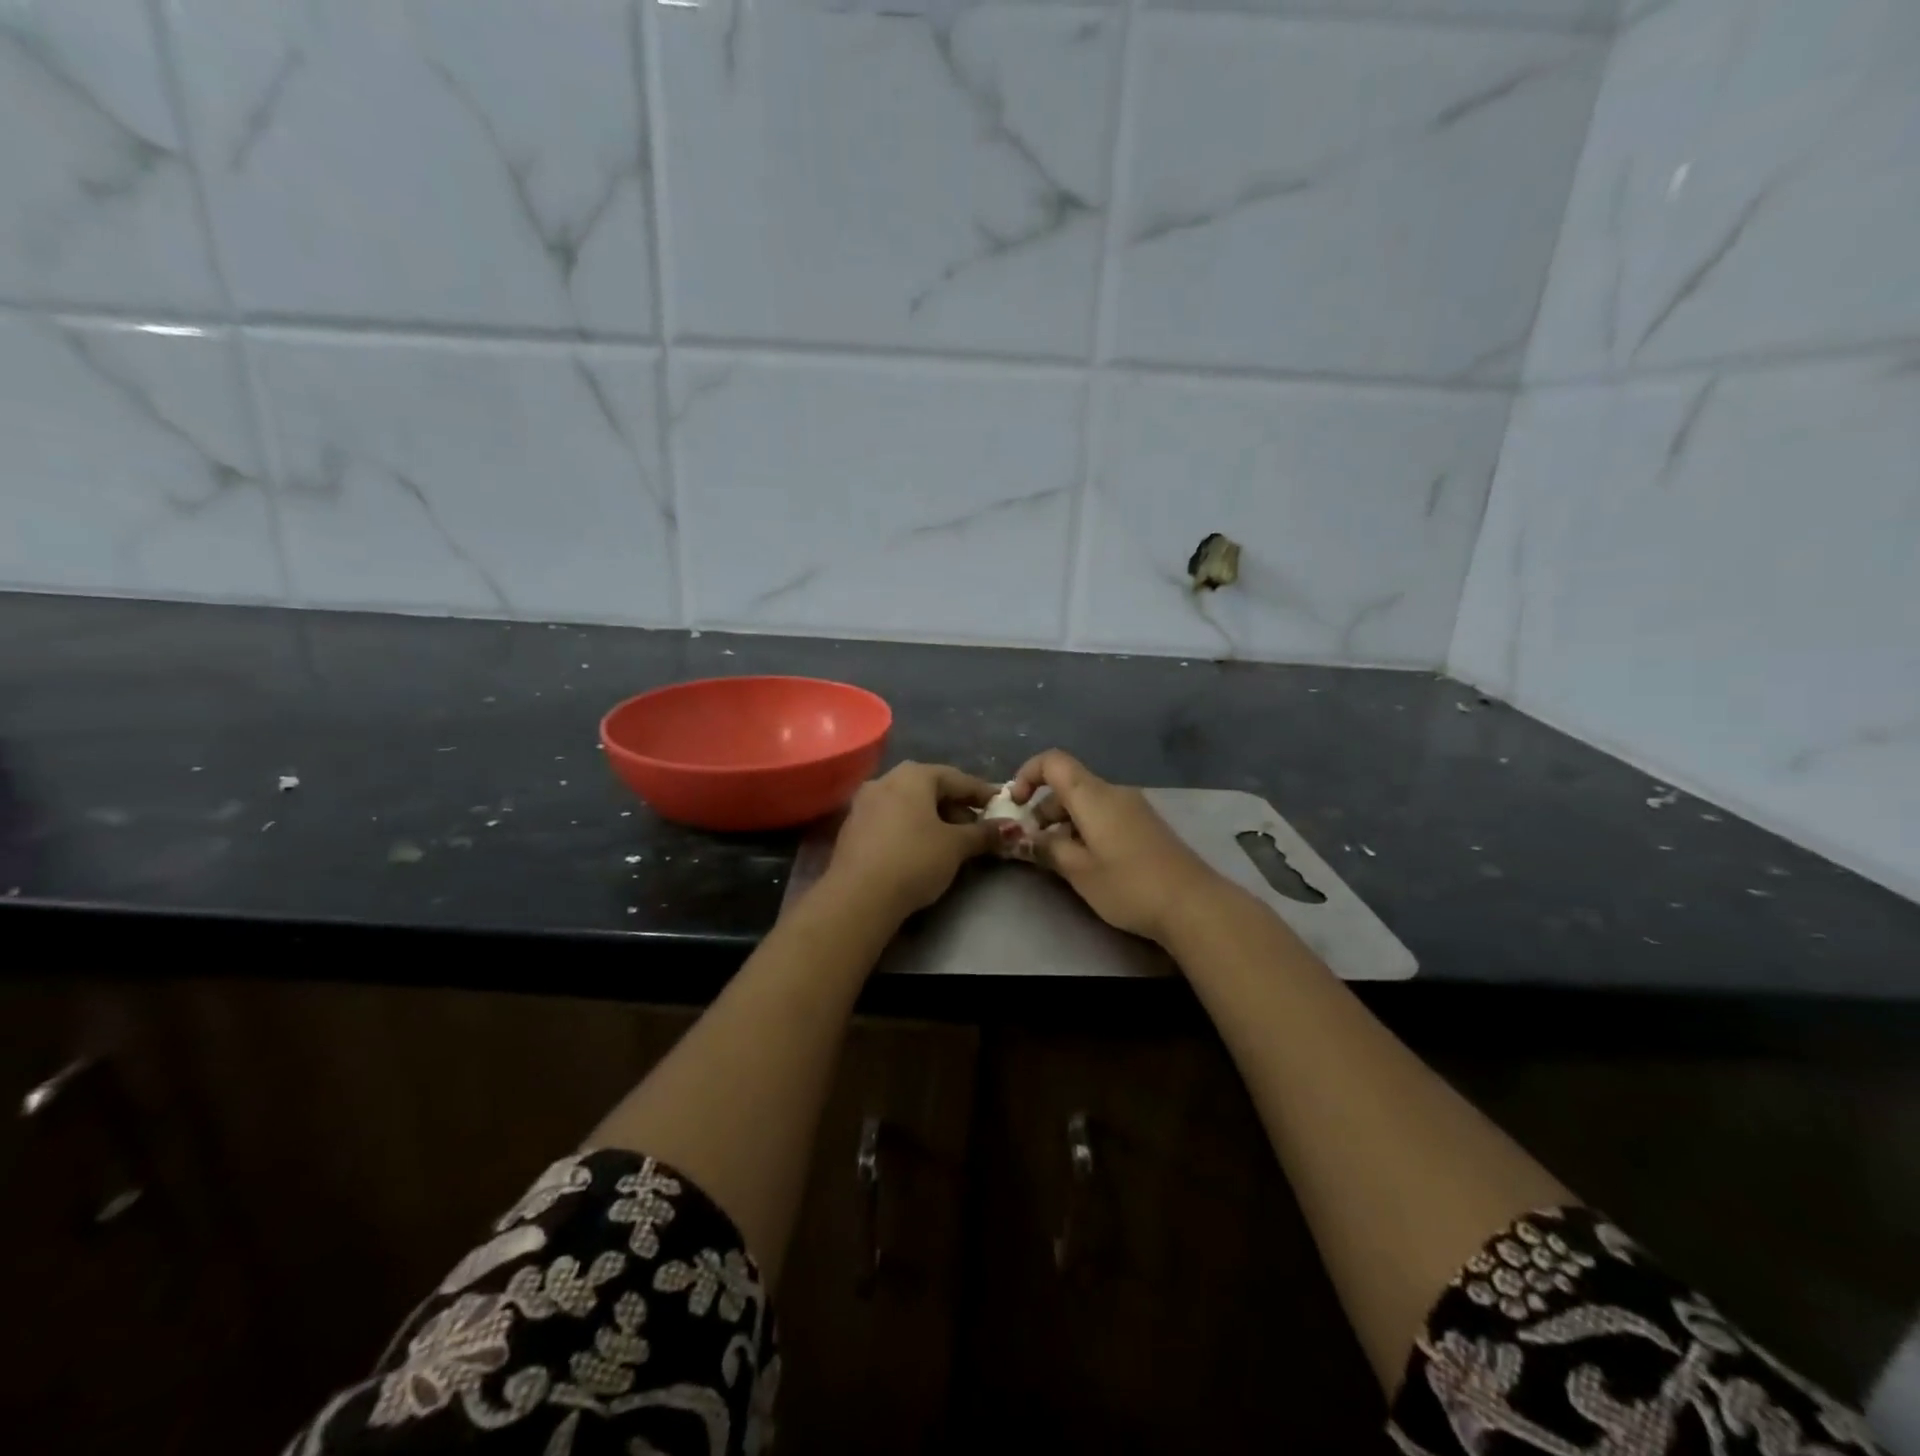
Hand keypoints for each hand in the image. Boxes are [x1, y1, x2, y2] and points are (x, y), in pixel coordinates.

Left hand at [823, 762, 1001, 919]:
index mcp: (914, 775)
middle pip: (930, 788)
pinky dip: (910, 827)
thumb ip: (983, 833)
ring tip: (951, 840)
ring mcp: (864, 802)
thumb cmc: (914, 860)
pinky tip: (920, 847)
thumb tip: (1008, 827)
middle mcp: (886, 779)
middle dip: (956, 806)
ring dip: (932, 817)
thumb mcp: (956, 846)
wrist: (858, 896)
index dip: (982, 793)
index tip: (1001, 806)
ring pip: (908, 803)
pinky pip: (891, 819)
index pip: (958, 779)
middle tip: (977, 828)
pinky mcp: (852, 827)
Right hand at [1010, 750, 1229, 944]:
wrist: (1193, 905)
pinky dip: (1085, 830)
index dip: (1027, 775)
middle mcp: (1113, 792)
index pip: (1053, 762)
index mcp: (1093, 795)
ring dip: (1064, 823)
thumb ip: (1047, 849)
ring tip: (1056, 859)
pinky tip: (1086, 863)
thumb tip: (1024, 838)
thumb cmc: (1129, 885)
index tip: (1015, 805)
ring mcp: (1133, 808)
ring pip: (1086, 803)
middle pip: (1068, 785)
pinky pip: (1105, 815)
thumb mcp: (1078, 871)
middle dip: (1042, 809)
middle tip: (1032, 845)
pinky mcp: (1145, 826)